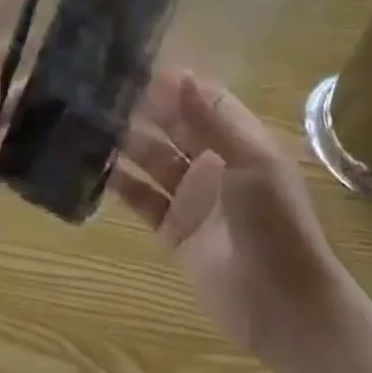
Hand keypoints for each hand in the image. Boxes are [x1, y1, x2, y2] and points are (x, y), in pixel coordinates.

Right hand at [111, 71, 335, 355]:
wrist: (284, 306)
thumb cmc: (275, 223)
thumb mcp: (250, 162)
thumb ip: (211, 119)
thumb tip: (180, 74)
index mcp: (239, 141)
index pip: (201, 100)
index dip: (172, 84)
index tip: (134, 66)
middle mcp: (212, 162)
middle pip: (172, 126)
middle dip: (142, 109)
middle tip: (100, 90)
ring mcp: (191, 196)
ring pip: (151, 158)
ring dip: (125, 142)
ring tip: (87, 122)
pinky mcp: (172, 228)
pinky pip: (141, 198)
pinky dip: (119, 182)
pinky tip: (92, 165)